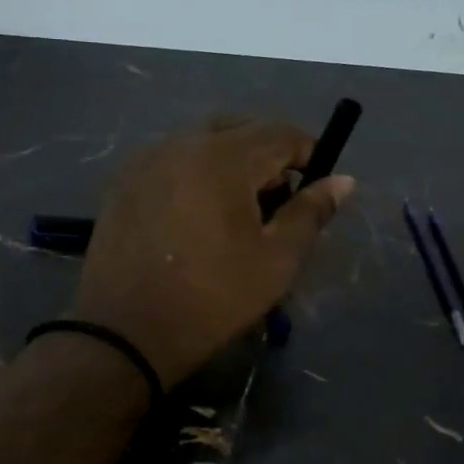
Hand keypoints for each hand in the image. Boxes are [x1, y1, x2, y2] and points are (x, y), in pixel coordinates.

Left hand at [70, 118, 354, 387]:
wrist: (124, 332)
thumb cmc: (211, 299)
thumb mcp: (275, 261)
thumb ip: (310, 213)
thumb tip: (342, 180)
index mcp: (222, 157)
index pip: (279, 133)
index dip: (307, 153)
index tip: (317, 184)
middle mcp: (180, 144)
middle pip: (237, 130)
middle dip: (266, 156)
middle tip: (275, 202)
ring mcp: (144, 161)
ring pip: (200, 143)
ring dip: (227, 163)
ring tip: (233, 213)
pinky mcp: (121, 183)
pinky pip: (169, 162)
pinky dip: (192, 175)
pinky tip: (193, 217)